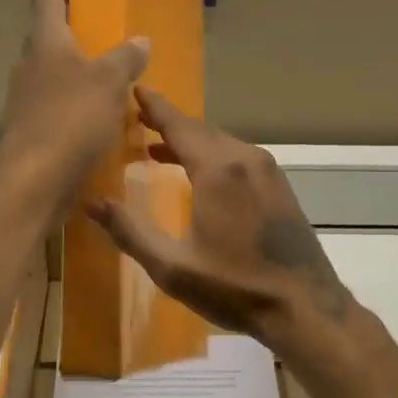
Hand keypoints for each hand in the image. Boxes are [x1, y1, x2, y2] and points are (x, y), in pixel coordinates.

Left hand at [0, 0, 149, 213]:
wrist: (33, 181)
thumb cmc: (70, 120)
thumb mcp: (108, 83)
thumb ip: (125, 58)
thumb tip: (140, 40)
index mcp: (45, 42)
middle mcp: (31, 64)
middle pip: (51, 33)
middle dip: (76, 23)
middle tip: (108, 20)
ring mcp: (28, 98)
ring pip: (55, 70)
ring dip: (79, 65)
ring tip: (114, 67)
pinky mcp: (34, 128)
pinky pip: (59, 103)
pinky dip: (79, 99)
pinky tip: (103, 111)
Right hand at [87, 89, 355, 352]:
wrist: (305, 307)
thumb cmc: (234, 287)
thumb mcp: (173, 267)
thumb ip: (130, 232)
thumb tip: (92, 203)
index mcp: (218, 169)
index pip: (179, 125)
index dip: (155, 107)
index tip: (135, 89)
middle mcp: (245, 158)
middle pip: (200, 130)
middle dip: (169, 123)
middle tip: (139, 119)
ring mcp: (268, 171)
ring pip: (221, 143)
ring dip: (191, 141)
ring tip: (159, 147)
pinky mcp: (279, 187)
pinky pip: (239, 157)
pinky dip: (213, 155)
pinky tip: (199, 174)